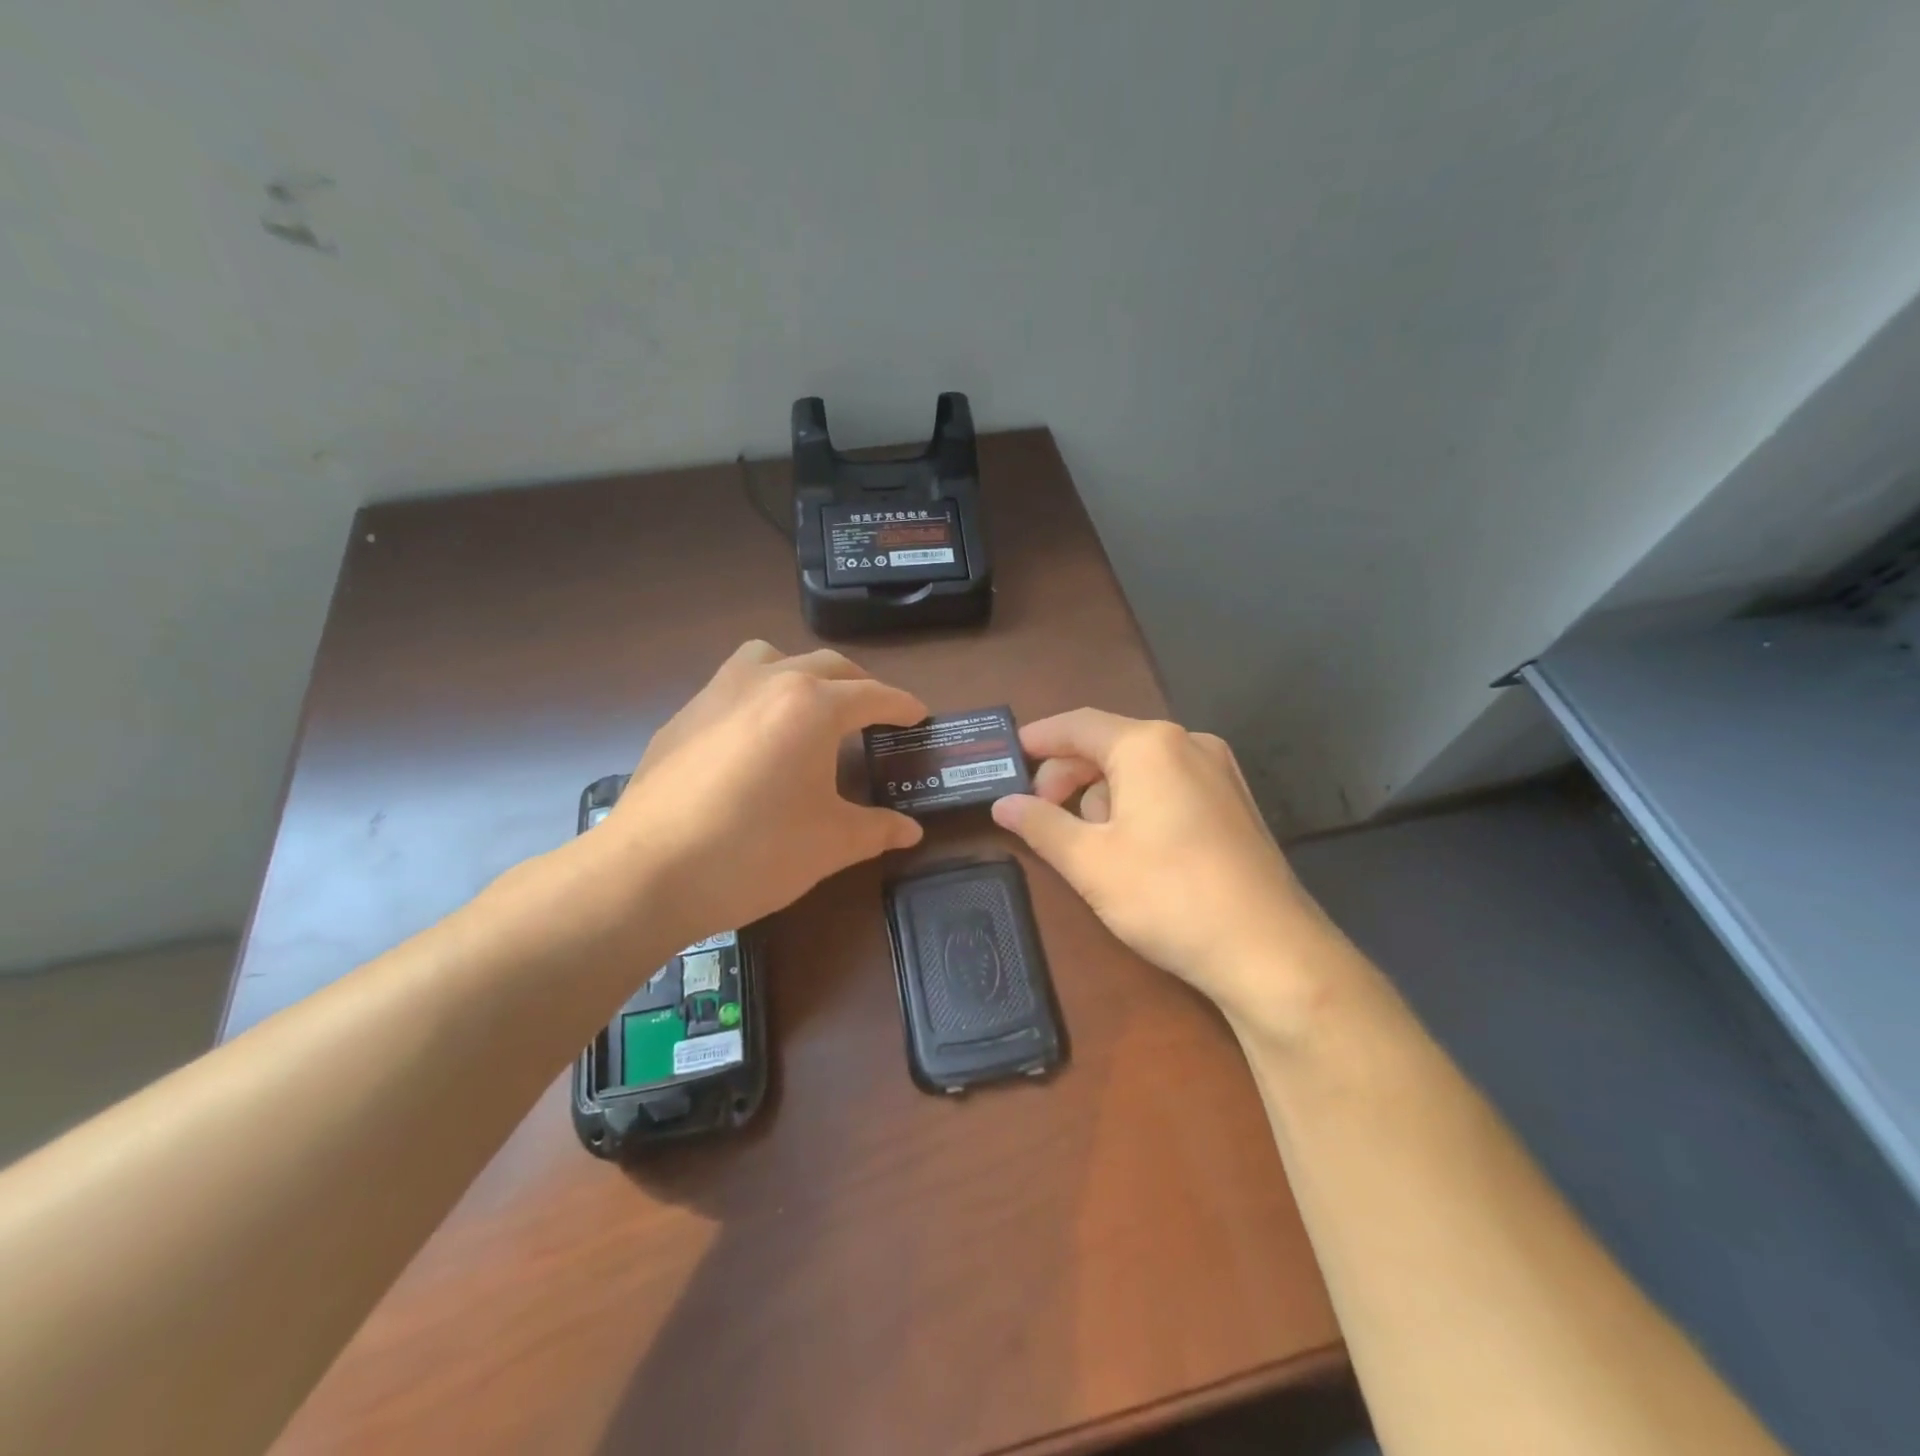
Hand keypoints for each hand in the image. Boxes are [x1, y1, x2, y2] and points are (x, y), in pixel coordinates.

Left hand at [589, 641, 926, 944]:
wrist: (649, 872)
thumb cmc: (755, 852)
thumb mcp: (830, 843)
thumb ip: (877, 829)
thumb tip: (910, 830)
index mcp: (812, 706)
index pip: (872, 695)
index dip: (901, 705)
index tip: (918, 715)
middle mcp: (767, 682)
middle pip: (828, 666)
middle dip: (859, 685)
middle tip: (875, 714)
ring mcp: (717, 693)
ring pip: (771, 658)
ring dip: (801, 673)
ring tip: (810, 707)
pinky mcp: (683, 716)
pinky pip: (732, 684)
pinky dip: (758, 695)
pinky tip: (754, 740)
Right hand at [990, 710, 1348, 1034]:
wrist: (1270, 952)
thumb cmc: (1168, 896)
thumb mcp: (1090, 862)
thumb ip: (1040, 824)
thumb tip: (1001, 803)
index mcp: (1149, 745)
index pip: (1078, 725)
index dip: (1038, 738)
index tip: (1007, 756)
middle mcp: (1188, 743)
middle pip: (1109, 744)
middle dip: (1068, 775)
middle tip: (1039, 814)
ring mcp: (1219, 771)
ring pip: (1140, 768)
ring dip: (1102, 795)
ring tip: (1087, 843)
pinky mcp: (1234, 803)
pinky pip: (1169, 786)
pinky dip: (1137, 804)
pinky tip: (1130, 847)